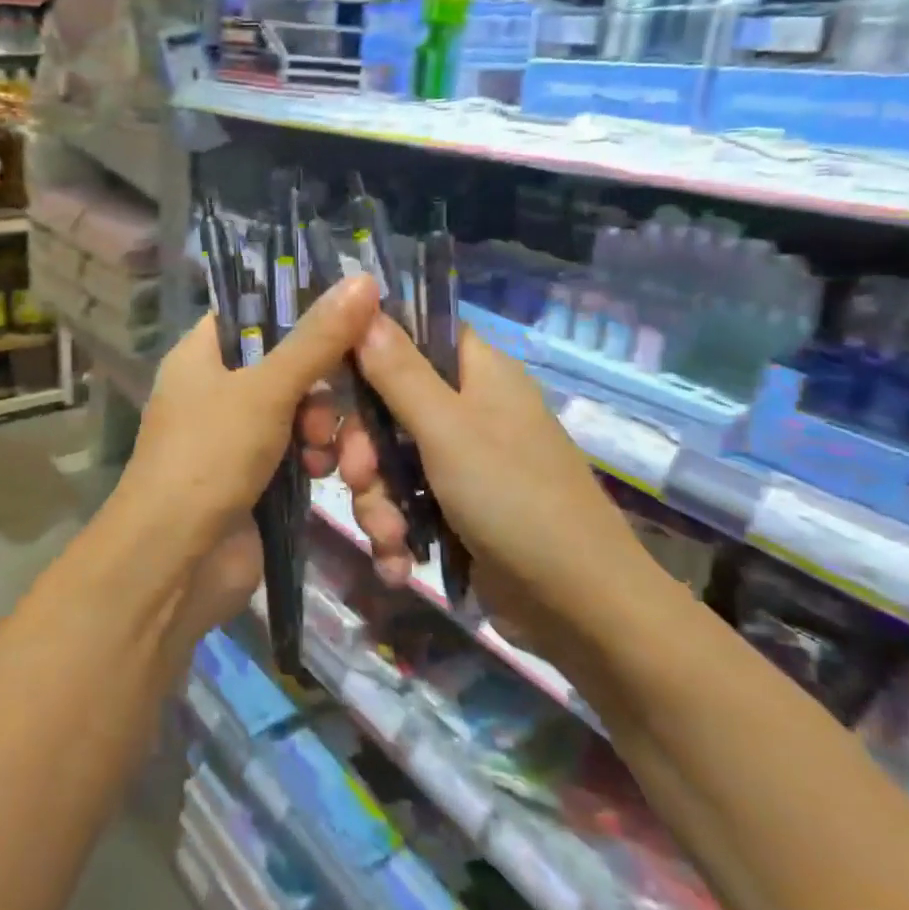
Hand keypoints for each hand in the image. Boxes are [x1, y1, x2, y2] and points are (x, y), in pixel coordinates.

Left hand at [111, 274, 381, 559]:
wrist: (175, 562)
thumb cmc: (209, 458)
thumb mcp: (266, 390)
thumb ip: (317, 339)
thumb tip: (364, 279)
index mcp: (201, 355)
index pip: (253, 312)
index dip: (300, 310)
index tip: (351, 316)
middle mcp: (215, 390)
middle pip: (285, 364)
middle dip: (319, 387)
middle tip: (329, 411)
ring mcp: (234, 437)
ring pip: (298, 411)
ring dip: (322, 428)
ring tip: (328, 453)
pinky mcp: (255, 477)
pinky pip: (296, 451)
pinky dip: (312, 459)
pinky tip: (324, 474)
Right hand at [337, 313, 647, 630]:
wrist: (580, 606)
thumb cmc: (514, 498)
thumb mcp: (448, 429)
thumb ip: (399, 371)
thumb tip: (364, 303)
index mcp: (478, 373)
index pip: (414, 336)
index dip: (367, 351)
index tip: (328, 378)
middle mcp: (470, 410)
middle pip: (389, 406)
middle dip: (364, 449)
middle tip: (356, 476)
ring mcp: (464, 462)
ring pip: (390, 461)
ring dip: (377, 501)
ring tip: (388, 537)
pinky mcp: (458, 510)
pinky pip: (407, 503)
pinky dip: (396, 531)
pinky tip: (397, 562)